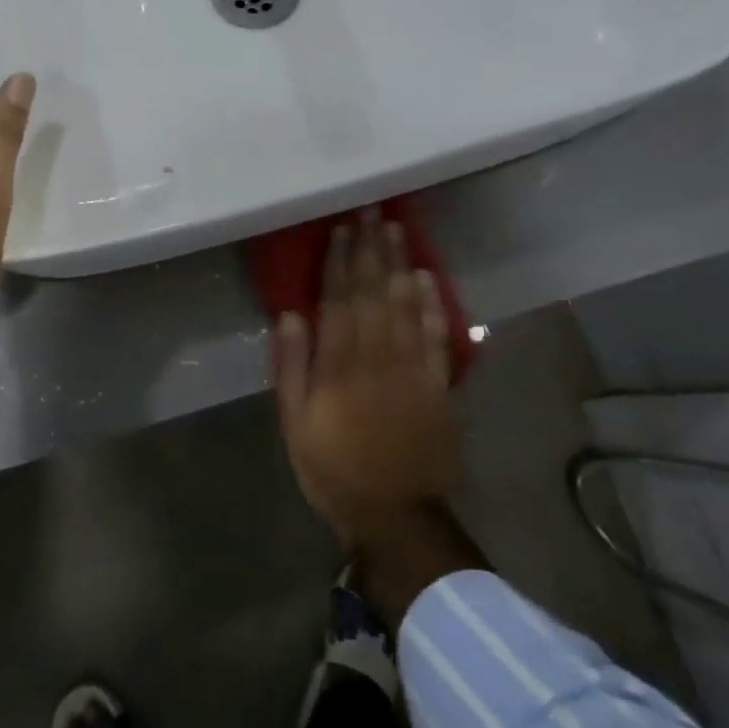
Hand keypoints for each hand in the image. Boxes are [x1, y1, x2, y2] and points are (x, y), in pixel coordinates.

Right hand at [273, 210, 458, 549]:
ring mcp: (413, 369)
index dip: (339, 262)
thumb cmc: (334, 469)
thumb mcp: (296, 425)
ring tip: (395, 230)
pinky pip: (436, 337)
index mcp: (340, 367)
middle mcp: (378, 358)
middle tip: (371, 211)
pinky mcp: (437, 385)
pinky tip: (426, 278)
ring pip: (406, 306)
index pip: (339, 301)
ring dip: (399, 264)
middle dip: (371, 250)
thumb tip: (290, 316)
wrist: (396, 516)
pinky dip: (432, 305)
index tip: (340, 229)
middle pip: (374, 293)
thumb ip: (293, 368)